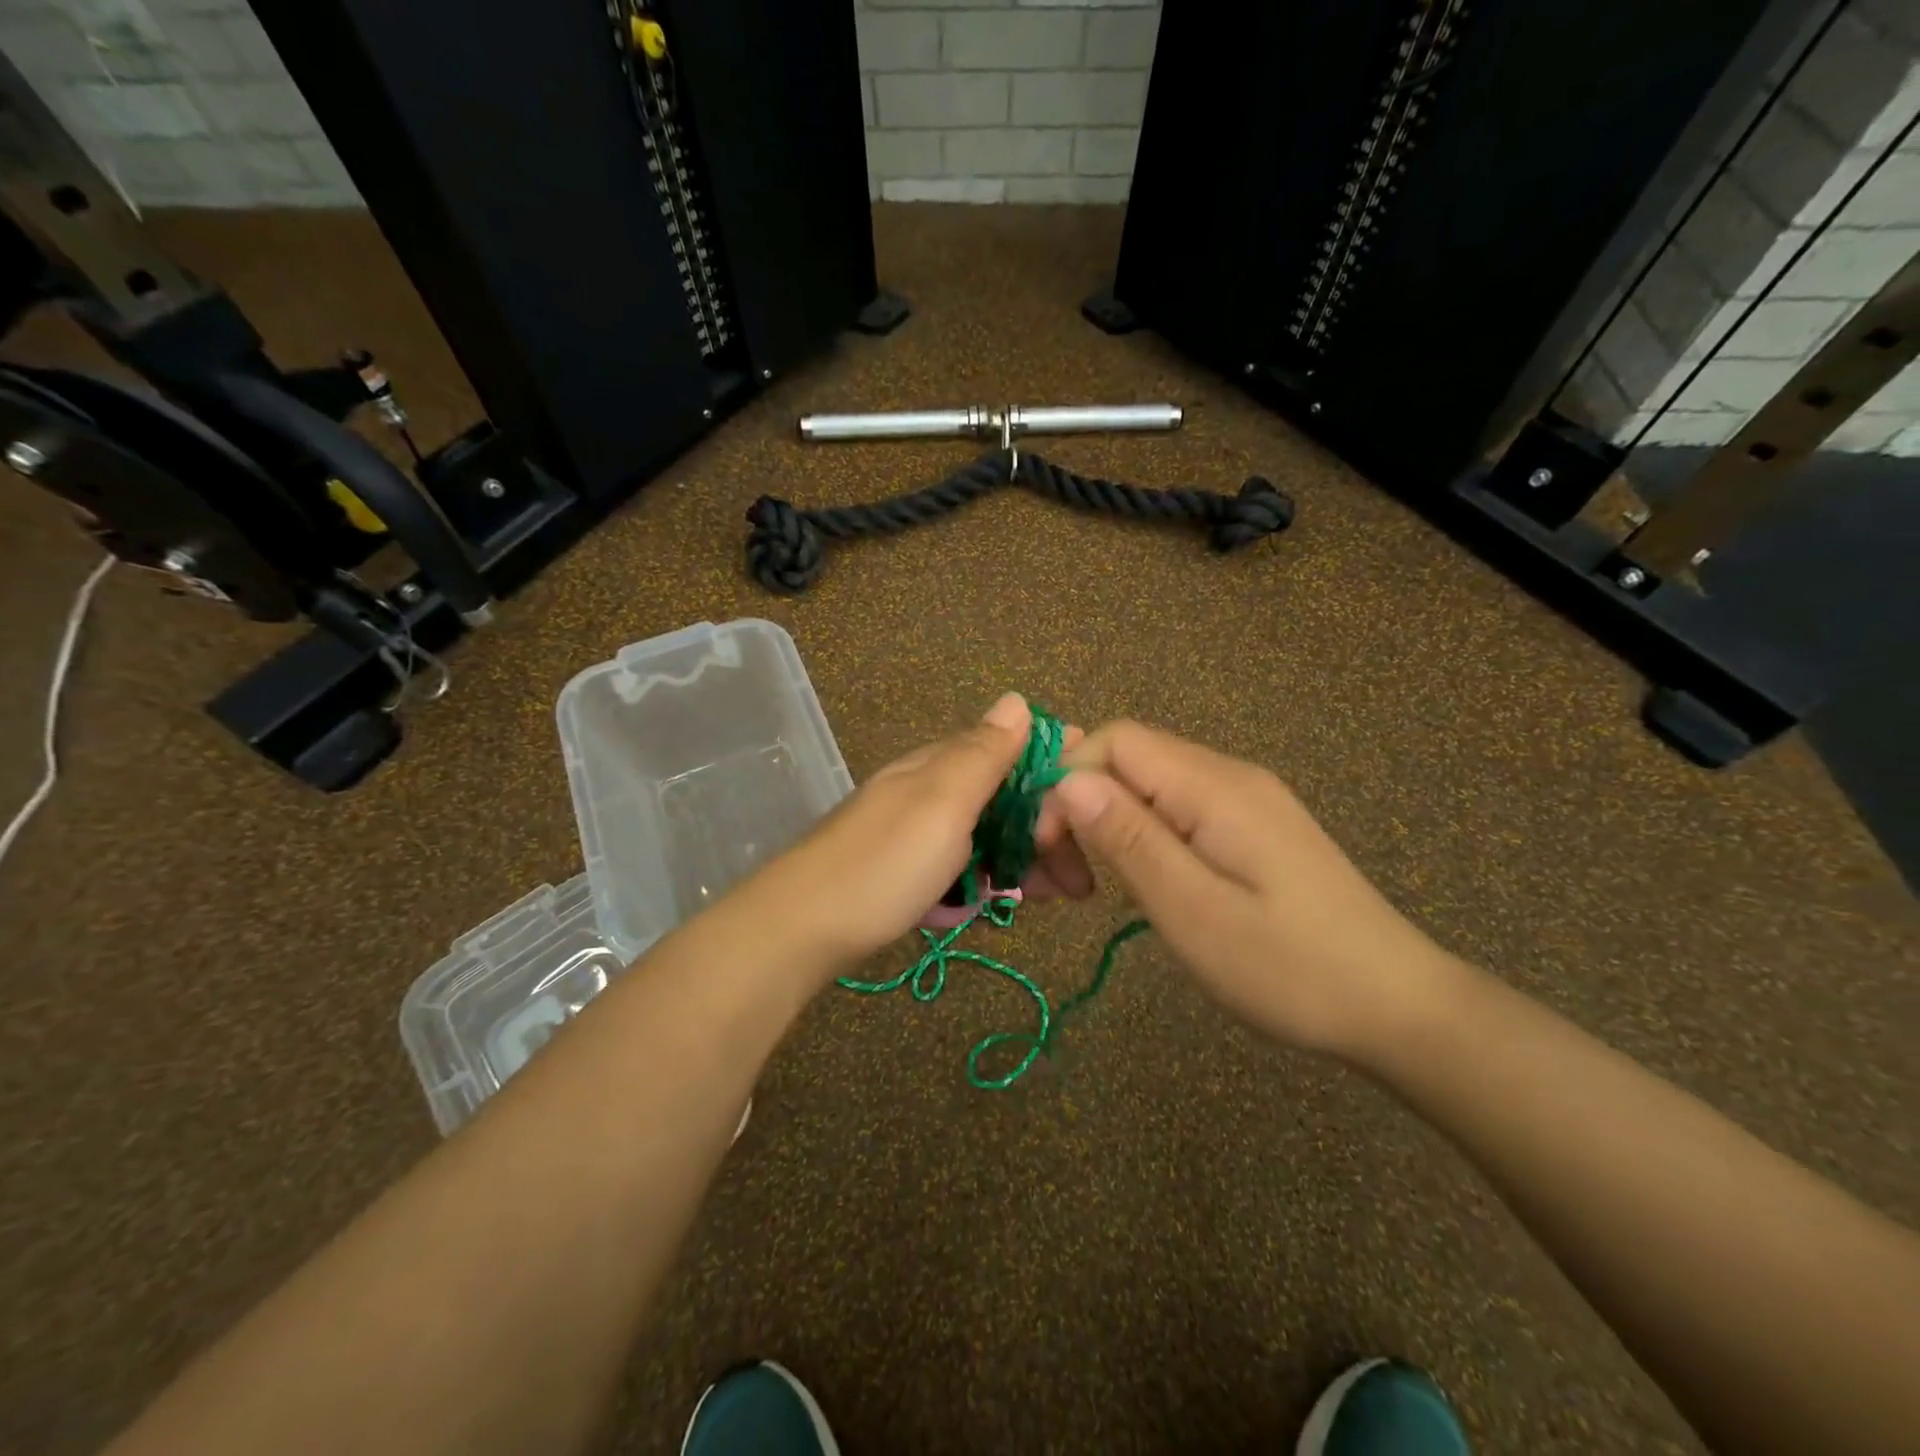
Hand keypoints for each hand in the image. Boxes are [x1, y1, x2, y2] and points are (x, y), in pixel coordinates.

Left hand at [754, 693, 1092, 974]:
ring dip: (1027, 860)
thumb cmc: (883, 864)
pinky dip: (993, 878)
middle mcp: (930, 790)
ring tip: (1060, 895)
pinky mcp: (908, 870)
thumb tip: (1018, 700)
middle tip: (1080, 880)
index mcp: (940, 765)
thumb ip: (982, 753)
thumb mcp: (942, 802)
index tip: (1094, 805)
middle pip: (1004, 798)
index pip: (1010, 750)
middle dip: (1048, 831)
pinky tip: (1010, 900)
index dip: (1054, 773)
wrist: (802, 929)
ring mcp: (917, 832)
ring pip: (988, 834)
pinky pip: (965, 864)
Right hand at [1049, 721, 1454, 1057]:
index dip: (1066, 781)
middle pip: (1125, 758)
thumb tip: (1068, 780)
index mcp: (1213, 786)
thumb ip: (1130, 839)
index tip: (1048, 850)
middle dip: (1077, 807)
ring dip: (1103, 825)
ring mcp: (1242, 799)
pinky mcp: (1249, 826)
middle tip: (1062, 884)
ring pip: (1145, 784)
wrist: (1395, 1004)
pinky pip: (1174, 808)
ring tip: (1087, 891)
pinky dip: (1137, 837)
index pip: (1113, 740)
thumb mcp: (1194, 911)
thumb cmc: (1289, 968)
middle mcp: (1227, 776)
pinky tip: (1137, 883)